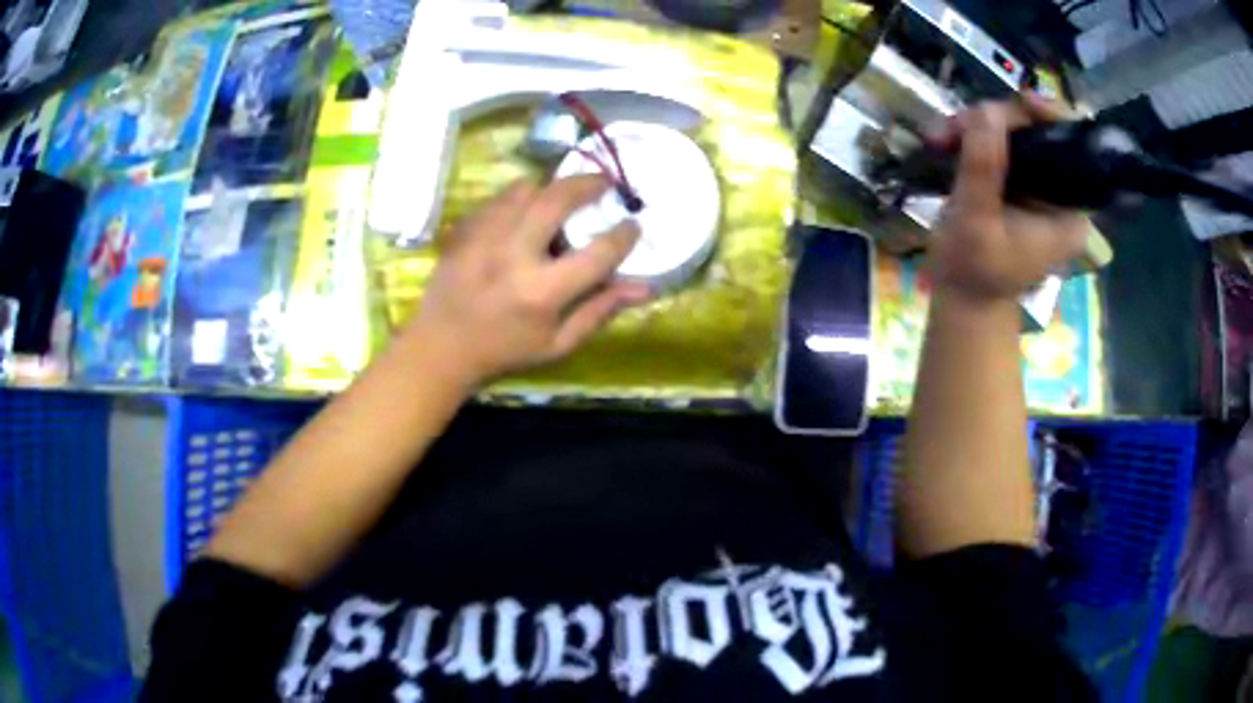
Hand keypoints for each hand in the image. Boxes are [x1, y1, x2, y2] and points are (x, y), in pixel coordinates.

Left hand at [403, 175, 650, 387]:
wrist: (441, 347)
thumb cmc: (505, 351)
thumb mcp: (558, 344)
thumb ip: (600, 311)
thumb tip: (645, 287)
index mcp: (542, 292)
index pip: (598, 253)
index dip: (623, 235)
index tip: (633, 225)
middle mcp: (513, 255)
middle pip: (558, 199)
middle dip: (589, 183)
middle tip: (605, 182)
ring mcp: (484, 237)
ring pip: (526, 189)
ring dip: (551, 187)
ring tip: (563, 195)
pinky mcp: (465, 230)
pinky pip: (499, 197)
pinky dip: (520, 196)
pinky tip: (526, 209)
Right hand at [925, 95, 1089, 305]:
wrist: (962, 297)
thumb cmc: (974, 271)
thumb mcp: (977, 221)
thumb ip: (983, 167)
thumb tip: (985, 110)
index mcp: (1069, 211)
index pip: (1072, 147)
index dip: (1048, 116)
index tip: (1019, 101)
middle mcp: (1060, 193)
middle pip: (1038, 131)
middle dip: (998, 121)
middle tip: (958, 126)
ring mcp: (1038, 186)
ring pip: (1014, 132)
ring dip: (977, 127)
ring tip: (942, 137)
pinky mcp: (1017, 182)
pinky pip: (999, 143)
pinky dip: (972, 137)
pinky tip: (945, 141)